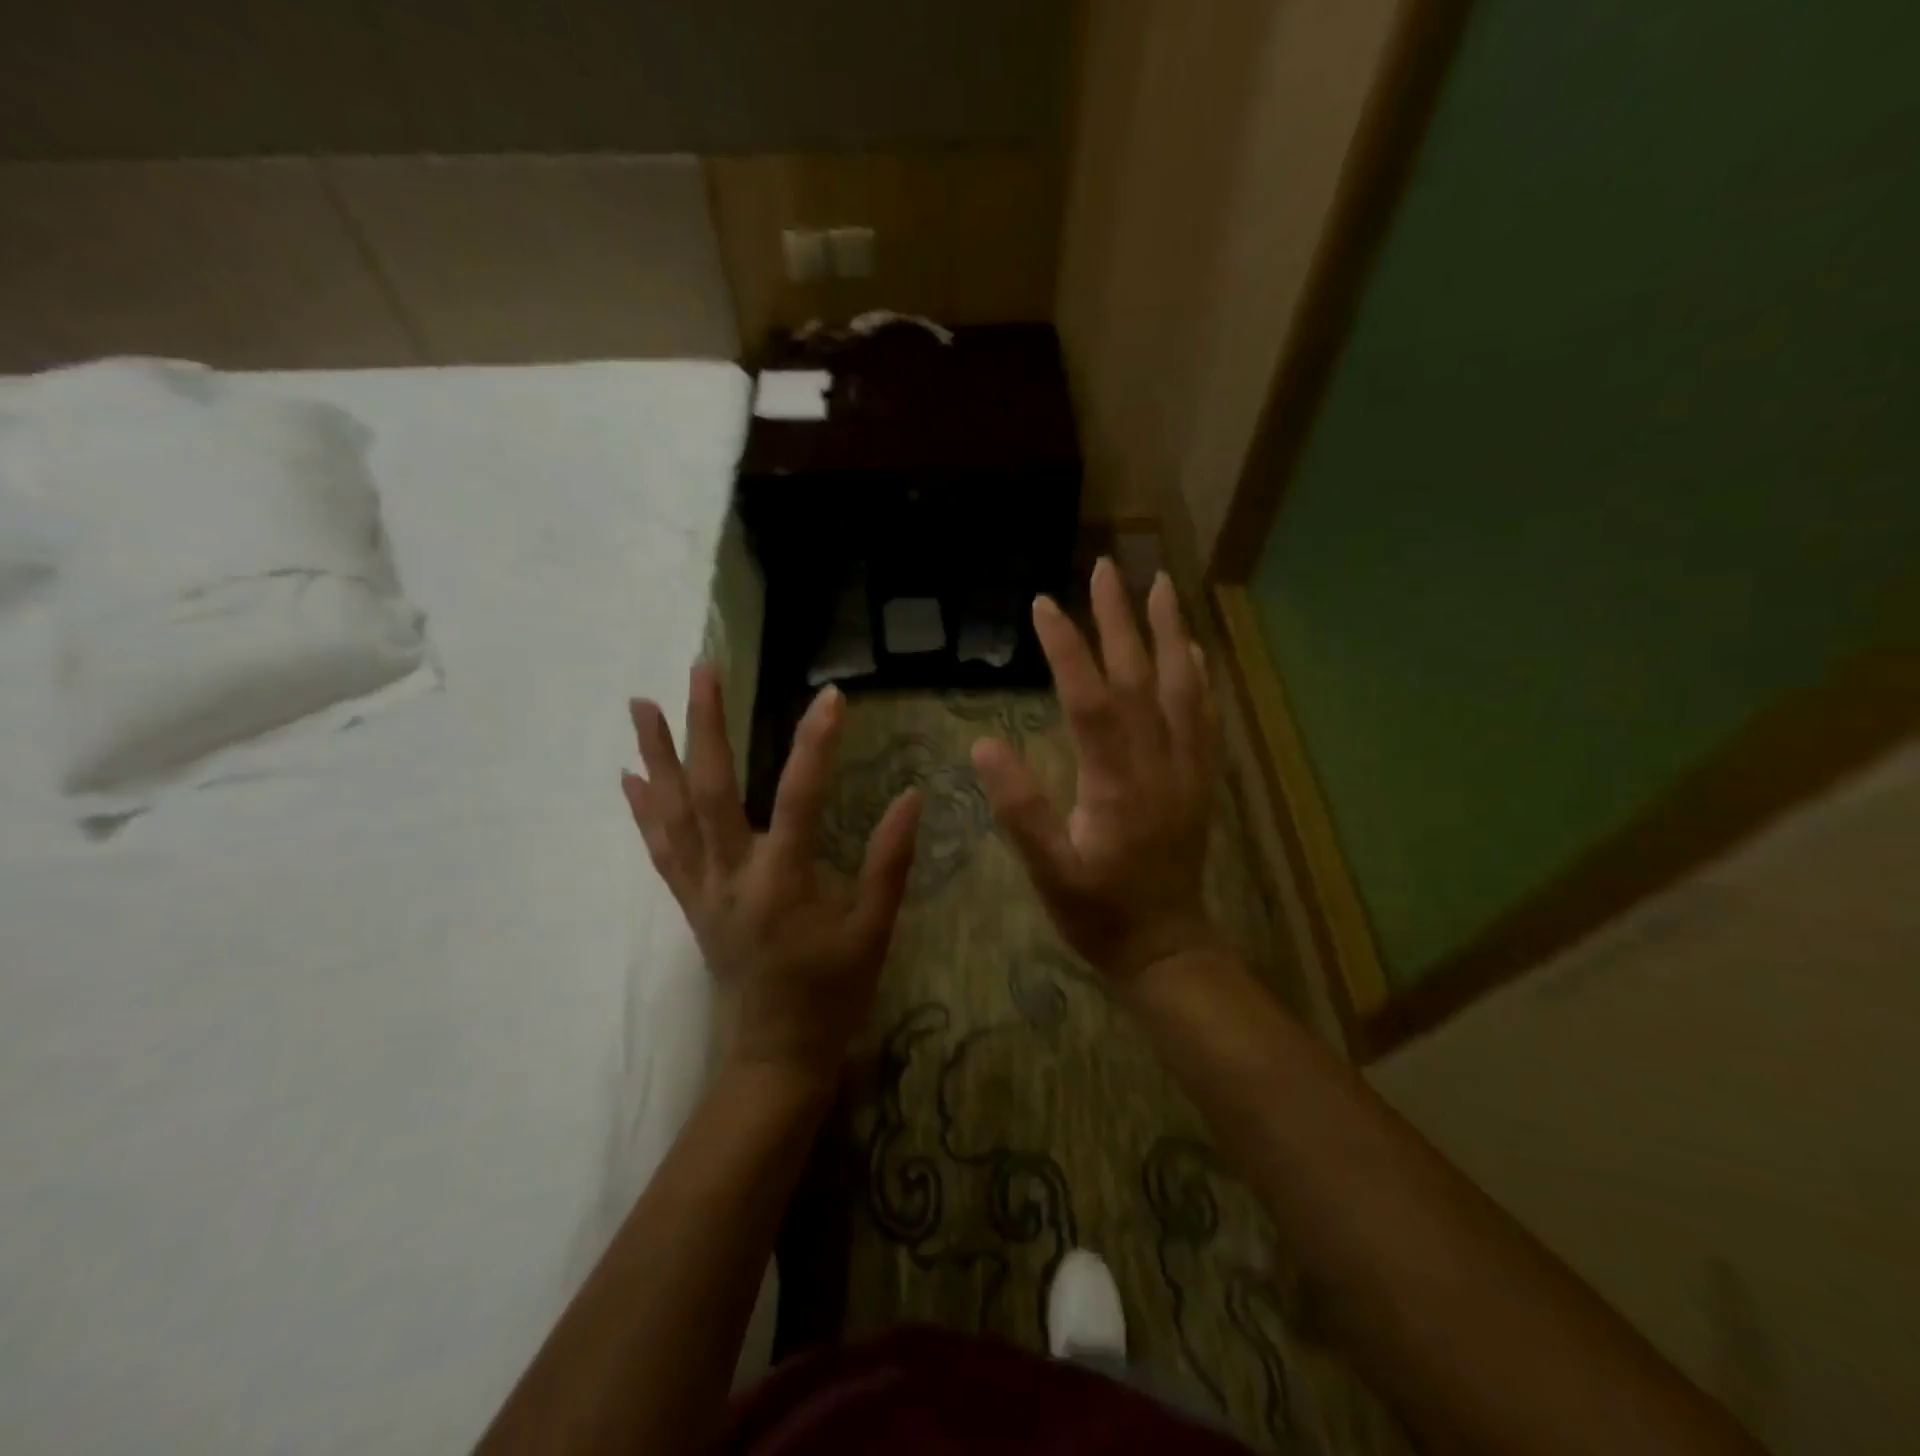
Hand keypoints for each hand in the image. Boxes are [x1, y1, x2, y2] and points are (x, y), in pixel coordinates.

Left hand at [622, 668, 921, 1090]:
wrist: (777, 1053)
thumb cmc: (834, 991)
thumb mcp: (874, 929)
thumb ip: (889, 861)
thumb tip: (912, 796)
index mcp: (783, 882)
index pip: (799, 797)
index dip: (816, 744)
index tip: (832, 696)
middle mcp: (732, 876)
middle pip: (711, 790)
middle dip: (705, 726)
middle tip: (700, 670)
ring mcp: (703, 889)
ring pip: (672, 813)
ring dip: (656, 756)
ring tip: (640, 704)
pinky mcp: (690, 902)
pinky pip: (659, 849)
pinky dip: (642, 810)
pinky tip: (629, 778)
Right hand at [971, 559, 1221, 983]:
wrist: (1166, 946)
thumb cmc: (1097, 912)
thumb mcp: (1047, 871)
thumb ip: (1019, 809)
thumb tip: (983, 744)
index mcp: (1115, 781)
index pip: (1090, 698)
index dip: (1067, 648)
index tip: (1044, 605)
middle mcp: (1158, 762)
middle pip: (1140, 677)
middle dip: (1120, 619)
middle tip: (1106, 567)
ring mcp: (1186, 768)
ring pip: (1182, 686)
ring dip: (1170, 631)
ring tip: (1160, 586)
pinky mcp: (1199, 779)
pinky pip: (1205, 715)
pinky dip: (1199, 675)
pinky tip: (1193, 650)